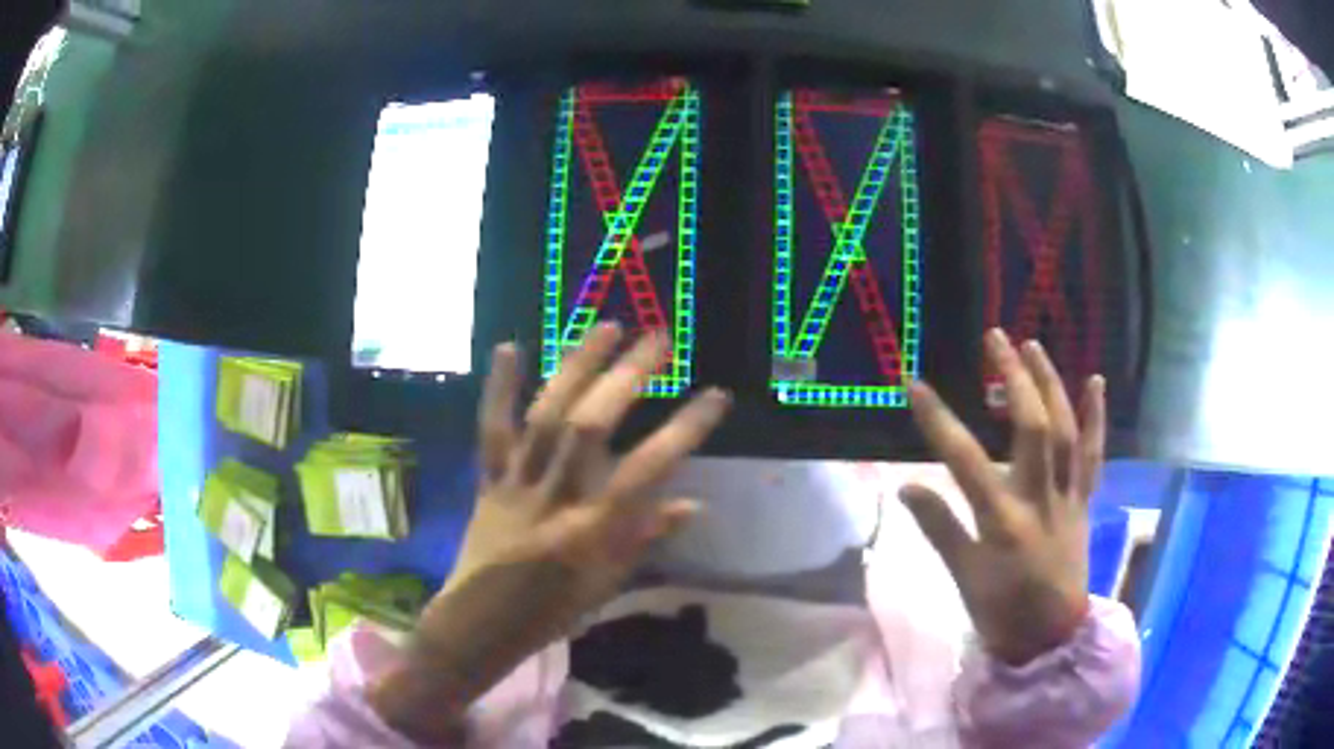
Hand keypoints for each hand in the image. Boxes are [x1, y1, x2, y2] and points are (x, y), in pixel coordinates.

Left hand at [369, 324, 730, 740]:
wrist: (478, 624)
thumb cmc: (550, 612)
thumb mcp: (607, 585)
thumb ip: (646, 539)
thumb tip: (695, 504)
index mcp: (590, 532)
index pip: (647, 472)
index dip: (684, 431)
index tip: (715, 396)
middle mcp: (554, 498)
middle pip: (590, 428)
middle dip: (627, 377)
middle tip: (657, 340)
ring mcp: (516, 483)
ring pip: (545, 416)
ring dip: (575, 367)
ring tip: (606, 327)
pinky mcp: (488, 479)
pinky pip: (492, 430)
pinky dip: (499, 388)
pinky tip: (510, 346)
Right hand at [901, 329, 1105, 665]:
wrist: (1051, 636)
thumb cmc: (1002, 611)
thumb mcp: (964, 577)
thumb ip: (939, 528)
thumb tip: (906, 486)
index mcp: (1003, 521)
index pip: (964, 460)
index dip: (938, 421)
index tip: (914, 385)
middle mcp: (1039, 498)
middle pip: (1031, 427)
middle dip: (1014, 377)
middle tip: (996, 338)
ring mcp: (1068, 495)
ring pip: (1066, 430)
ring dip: (1051, 383)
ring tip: (1033, 345)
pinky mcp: (1084, 499)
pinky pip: (1094, 454)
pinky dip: (1097, 416)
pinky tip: (1095, 381)